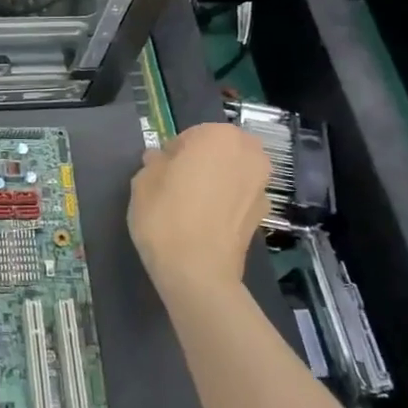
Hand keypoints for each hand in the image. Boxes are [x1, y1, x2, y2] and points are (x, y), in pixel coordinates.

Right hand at [128, 122, 271, 302]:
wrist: (197, 271)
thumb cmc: (165, 216)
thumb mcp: (143, 182)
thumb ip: (154, 163)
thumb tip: (161, 160)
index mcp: (218, 136)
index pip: (190, 136)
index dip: (173, 154)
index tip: (161, 174)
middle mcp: (248, 153)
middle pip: (219, 150)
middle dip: (202, 163)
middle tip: (178, 186)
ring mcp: (261, 184)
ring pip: (233, 173)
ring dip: (218, 181)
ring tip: (194, 206)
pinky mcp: (265, 214)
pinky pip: (240, 198)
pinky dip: (228, 204)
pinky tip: (208, 223)